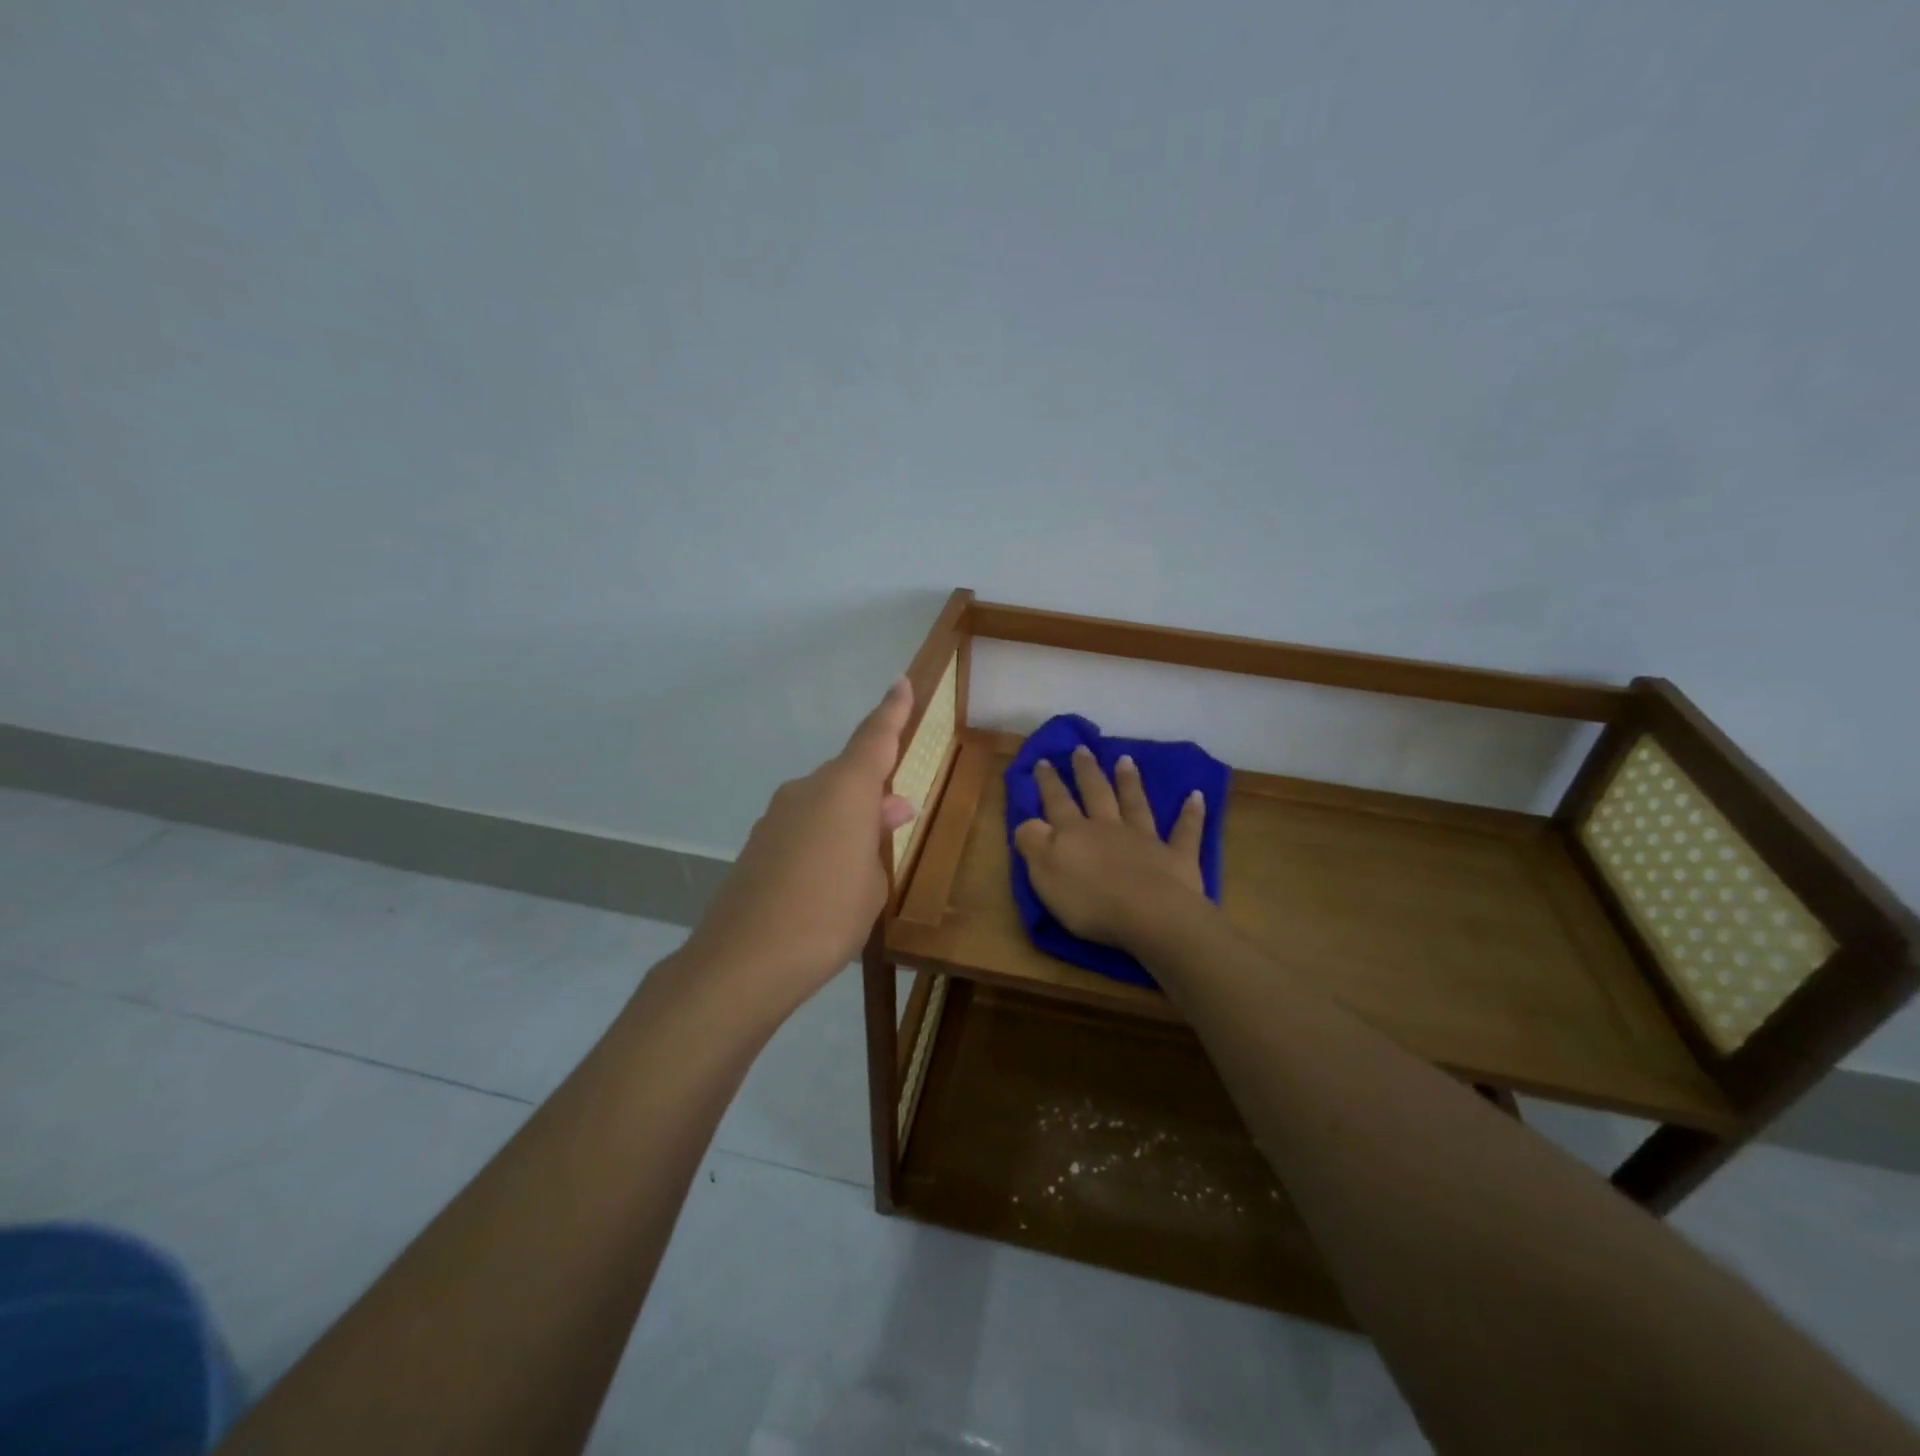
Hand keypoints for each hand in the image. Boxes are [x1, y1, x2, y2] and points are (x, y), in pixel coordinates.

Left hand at [683, 678, 917, 1012]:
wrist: (745, 960)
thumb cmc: (829, 916)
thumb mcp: (872, 881)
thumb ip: (878, 838)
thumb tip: (886, 808)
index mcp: (845, 790)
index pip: (875, 737)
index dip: (892, 710)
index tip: (901, 683)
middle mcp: (808, 790)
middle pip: (848, 776)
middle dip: (873, 791)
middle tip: (897, 818)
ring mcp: (777, 816)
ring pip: (824, 803)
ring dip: (847, 819)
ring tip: (864, 857)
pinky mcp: (758, 843)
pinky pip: (802, 826)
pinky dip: (821, 838)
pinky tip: (827, 878)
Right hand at [1013, 745, 1211, 952]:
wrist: (1151, 916)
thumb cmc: (1091, 901)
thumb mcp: (1045, 875)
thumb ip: (1033, 844)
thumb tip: (1027, 821)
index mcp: (1075, 834)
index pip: (1057, 802)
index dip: (1049, 783)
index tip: (1043, 760)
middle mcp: (1109, 828)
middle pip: (1096, 794)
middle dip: (1087, 771)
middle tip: (1082, 749)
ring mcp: (1145, 840)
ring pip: (1135, 804)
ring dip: (1130, 782)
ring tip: (1126, 759)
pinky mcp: (1177, 857)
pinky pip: (1185, 831)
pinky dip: (1191, 813)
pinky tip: (1197, 796)